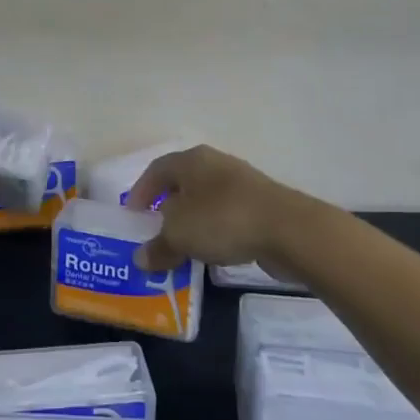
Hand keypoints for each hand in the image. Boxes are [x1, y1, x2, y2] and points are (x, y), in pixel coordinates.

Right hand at [124, 145, 314, 272]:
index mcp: (191, 160)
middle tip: (154, 231)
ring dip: (192, 222)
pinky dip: (214, 232)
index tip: (132, 215)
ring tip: (182, 247)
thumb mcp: (179, 236)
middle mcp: (214, 164)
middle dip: (166, 208)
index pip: (156, 170)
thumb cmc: (222, 219)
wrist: (287, 229)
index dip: (141, 191)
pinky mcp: (260, 206)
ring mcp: (240, 184)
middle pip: (182, 184)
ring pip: (205, 201)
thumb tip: (141, 258)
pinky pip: (226, 217)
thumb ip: (158, 246)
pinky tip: (212, 253)